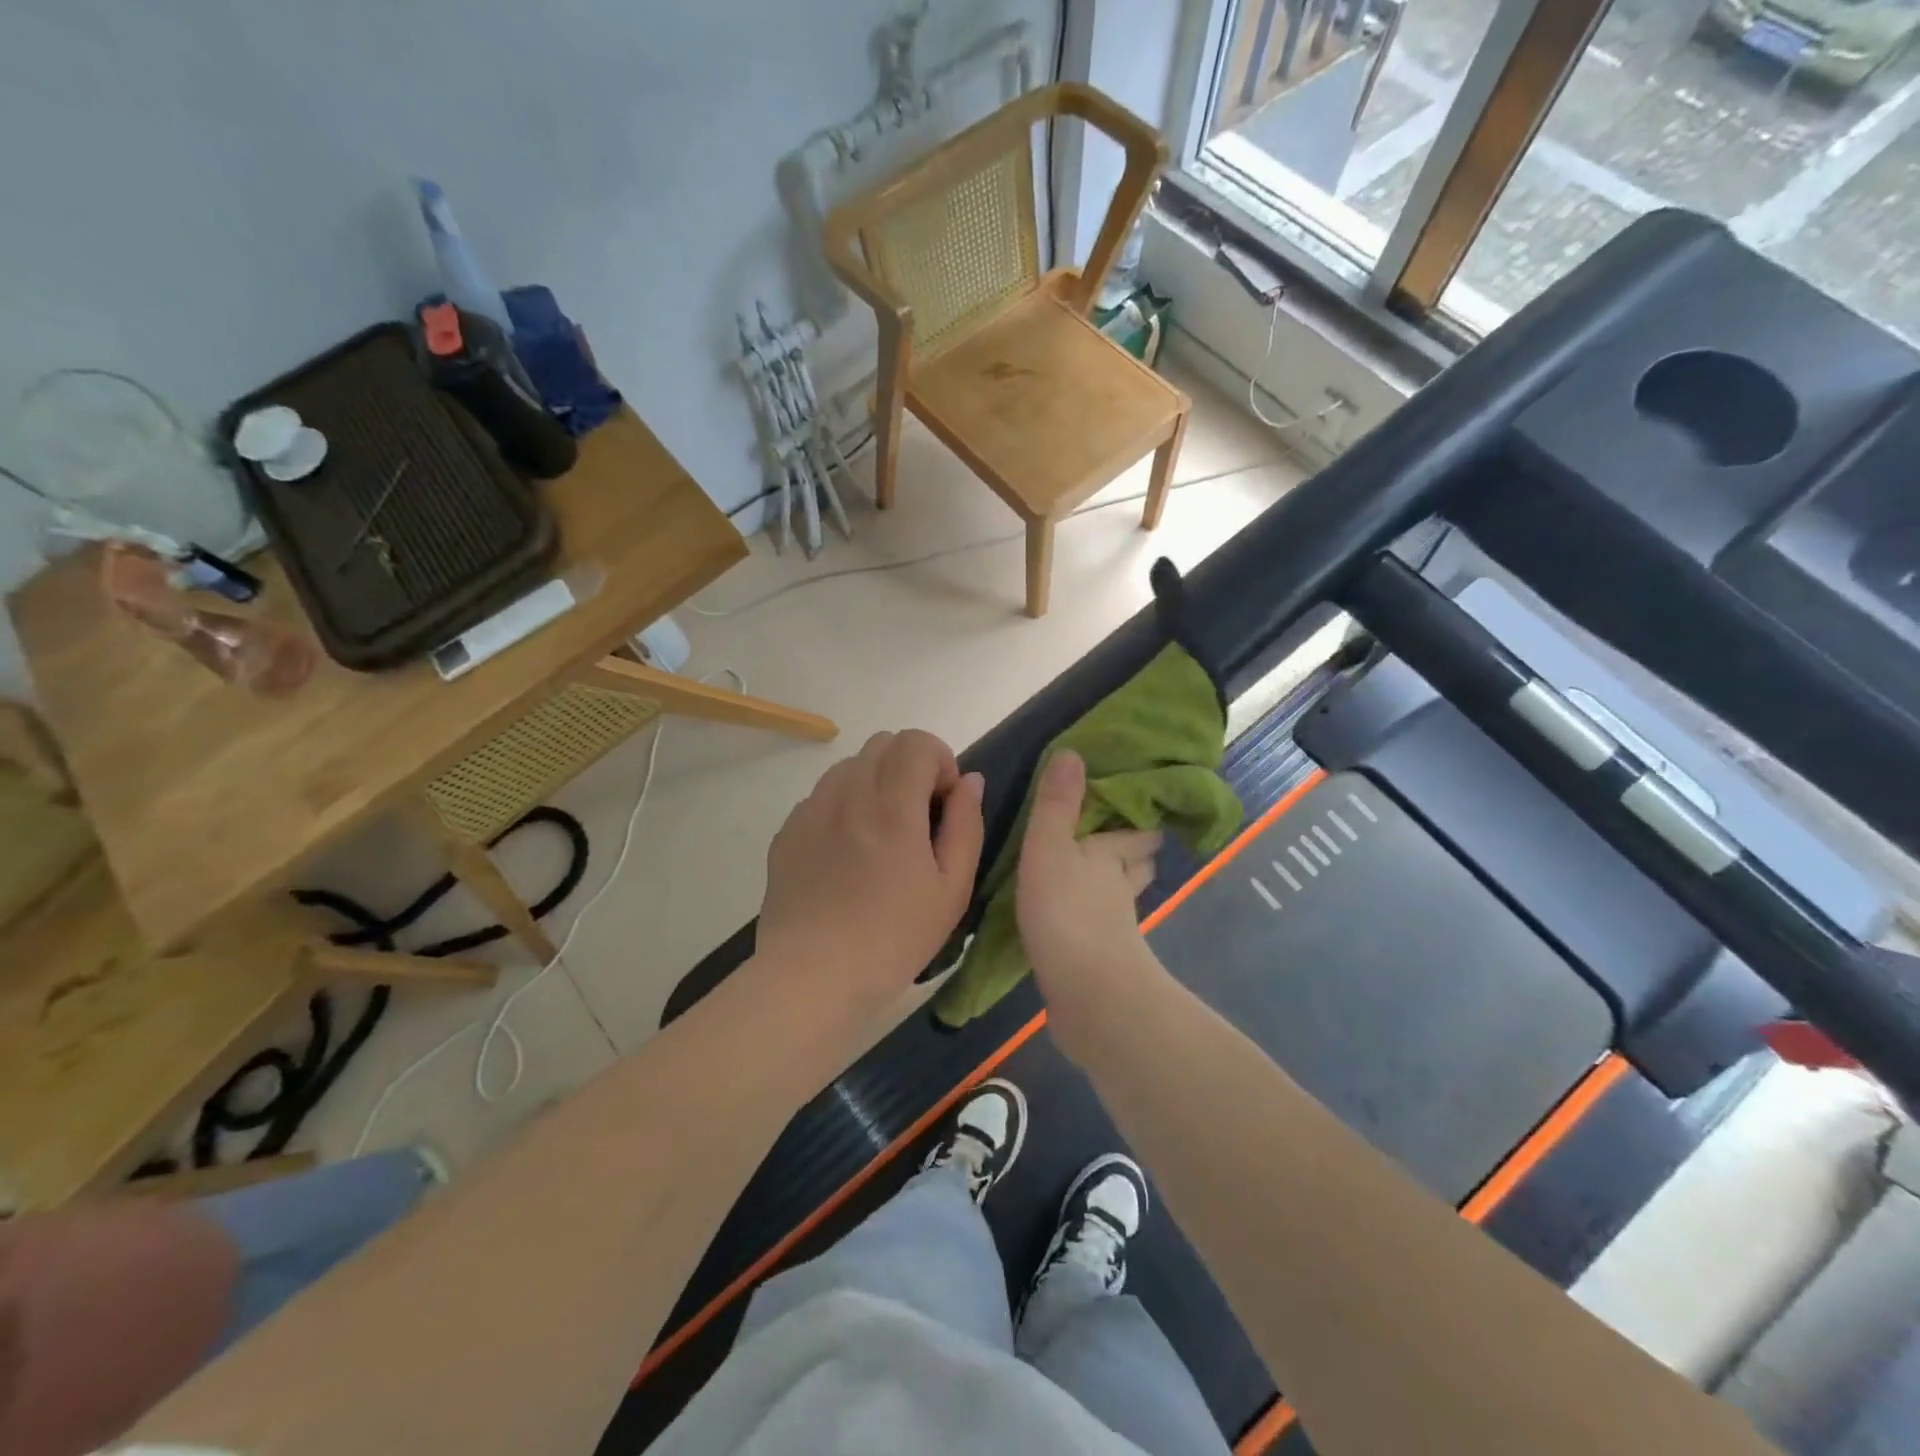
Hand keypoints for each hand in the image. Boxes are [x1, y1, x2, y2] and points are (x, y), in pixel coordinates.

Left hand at [758, 730, 984, 1008]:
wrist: (812, 977)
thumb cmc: (893, 939)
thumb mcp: (952, 890)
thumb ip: (966, 825)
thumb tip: (970, 781)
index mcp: (892, 808)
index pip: (916, 741)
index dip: (940, 760)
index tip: (943, 802)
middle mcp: (847, 795)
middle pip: (883, 743)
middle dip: (909, 765)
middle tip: (917, 815)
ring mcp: (811, 811)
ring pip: (850, 765)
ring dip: (875, 782)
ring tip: (881, 833)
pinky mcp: (787, 831)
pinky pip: (822, 795)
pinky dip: (843, 804)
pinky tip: (847, 854)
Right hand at [1015, 750, 1161, 1033]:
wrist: (1089, 995)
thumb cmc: (1067, 912)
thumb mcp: (1050, 848)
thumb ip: (1056, 804)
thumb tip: (1072, 751)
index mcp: (1109, 858)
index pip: (1135, 835)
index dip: (1140, 823)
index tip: (1145, 812)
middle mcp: (1118, 891)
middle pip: (1137, 867)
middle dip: (1136, 855)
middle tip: (1126, 844)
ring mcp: (1114, 931)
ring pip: (1121, 901)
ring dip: (1116, 890)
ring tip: (1102, 882)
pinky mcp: (1102, 964)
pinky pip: (1101, 935)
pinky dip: (1095, 926)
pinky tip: (1077, 929)